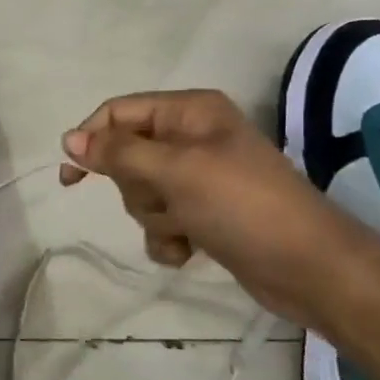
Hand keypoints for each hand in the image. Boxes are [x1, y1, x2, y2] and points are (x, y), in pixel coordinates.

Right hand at [60, 90, 379, 327]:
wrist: (310, 268)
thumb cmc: (242, 205)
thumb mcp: (175, 171)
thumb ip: (118, 153)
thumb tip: (68, 138)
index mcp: (189, 111)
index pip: (118, 113)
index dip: (91, 140)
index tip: (71, 177)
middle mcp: (192, 138)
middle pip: (127, 156)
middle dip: (136, 188)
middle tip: (164, 199)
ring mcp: (199, 178)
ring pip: (141, 193)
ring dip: (155, 217)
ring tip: (186, 228)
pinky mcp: (204, 214)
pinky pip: (161, 221)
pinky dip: (168, 238)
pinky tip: (189, 251)